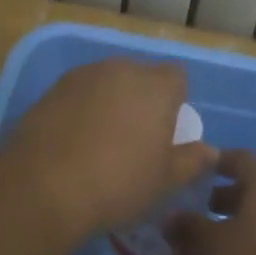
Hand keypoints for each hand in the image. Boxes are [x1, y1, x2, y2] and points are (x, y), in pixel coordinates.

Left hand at [1, 59, 214, 233]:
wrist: (45, 186)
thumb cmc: (119, 183)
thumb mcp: (165, 181)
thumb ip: (192, 161)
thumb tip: (210, 151)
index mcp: (155, 86)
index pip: (177, 77)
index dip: (175, 100)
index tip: (167, 132)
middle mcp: (122, 69)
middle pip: (141, 76)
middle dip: (142, 99)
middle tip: (136, 139)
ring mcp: (84, 75)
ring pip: (109, 82)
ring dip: (111, 102)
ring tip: (102, 142)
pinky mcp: (54, 88)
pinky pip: (80, 93)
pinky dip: (82, 109)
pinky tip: (74, 142)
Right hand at [166, 150, 255, 254]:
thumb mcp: (214, 249)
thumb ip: (189, 229)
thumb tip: (169, 216)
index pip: (238, 157)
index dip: (214, 163)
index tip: (193, 174)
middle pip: (254, 186)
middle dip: (226, 197)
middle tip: (199, 214)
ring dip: (244, 222)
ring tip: (220, 245)